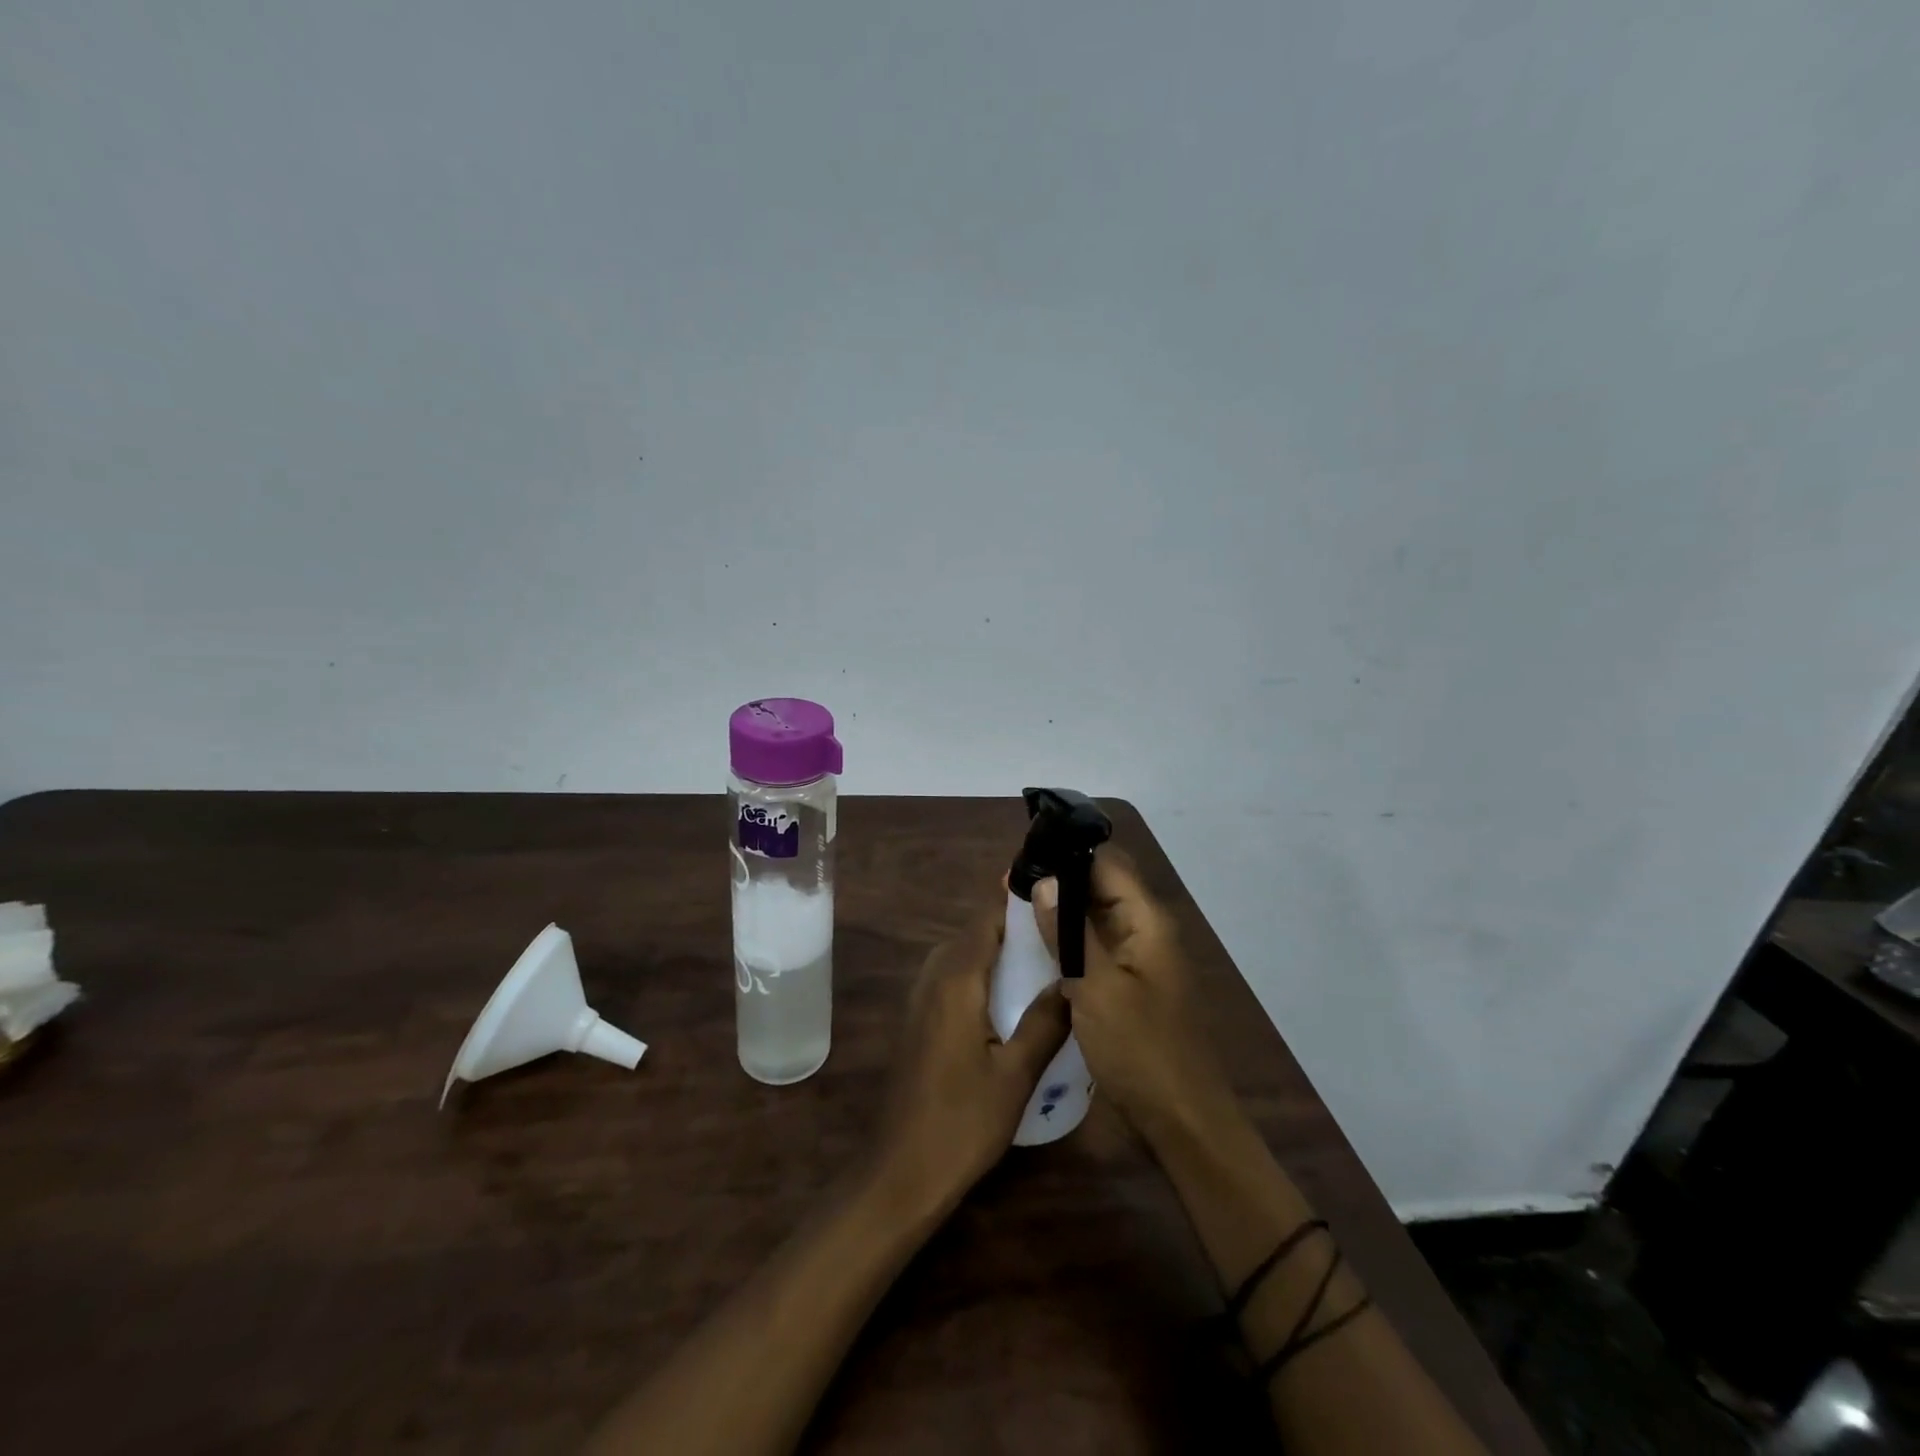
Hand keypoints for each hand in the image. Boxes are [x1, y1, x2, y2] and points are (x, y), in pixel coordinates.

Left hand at [873, 909, 1071, 1212]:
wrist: (901, 1171)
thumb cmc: (962, 1122)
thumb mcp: (1017, 1074)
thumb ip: (1046, 1021)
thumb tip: (1071, 980)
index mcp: (956, 980)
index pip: (987, 921)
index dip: (1016, 902)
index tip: (1053, 893)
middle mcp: (933, 978)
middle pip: (974, 934)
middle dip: (1013, 927)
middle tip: (1058, 931)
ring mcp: (920, 999)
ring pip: (962, 956)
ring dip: (996, 951)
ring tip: (1041, 959)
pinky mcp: (918, 1020)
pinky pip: (952, 978)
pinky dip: (981, 973)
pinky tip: (1009, 997)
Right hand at [1031, 849, 1236, 1152]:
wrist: (1182, 1121)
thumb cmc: (1140, 1051)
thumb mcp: (1097, 989)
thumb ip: (1069, 933)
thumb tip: (1045, 880)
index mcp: (1147, 921)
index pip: (1107, 862)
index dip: (1068, 853)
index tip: (1025, 855)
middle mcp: (1146, 931)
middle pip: (1101, 886)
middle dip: (1059, 880)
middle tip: (1009, 883)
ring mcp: (1138, 960)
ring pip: (1095, 917)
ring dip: (1060, 911)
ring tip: (1014, 906)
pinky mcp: (1128, 985)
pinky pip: (1095, 948)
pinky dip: (1068, 941)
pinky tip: (1036, 945)